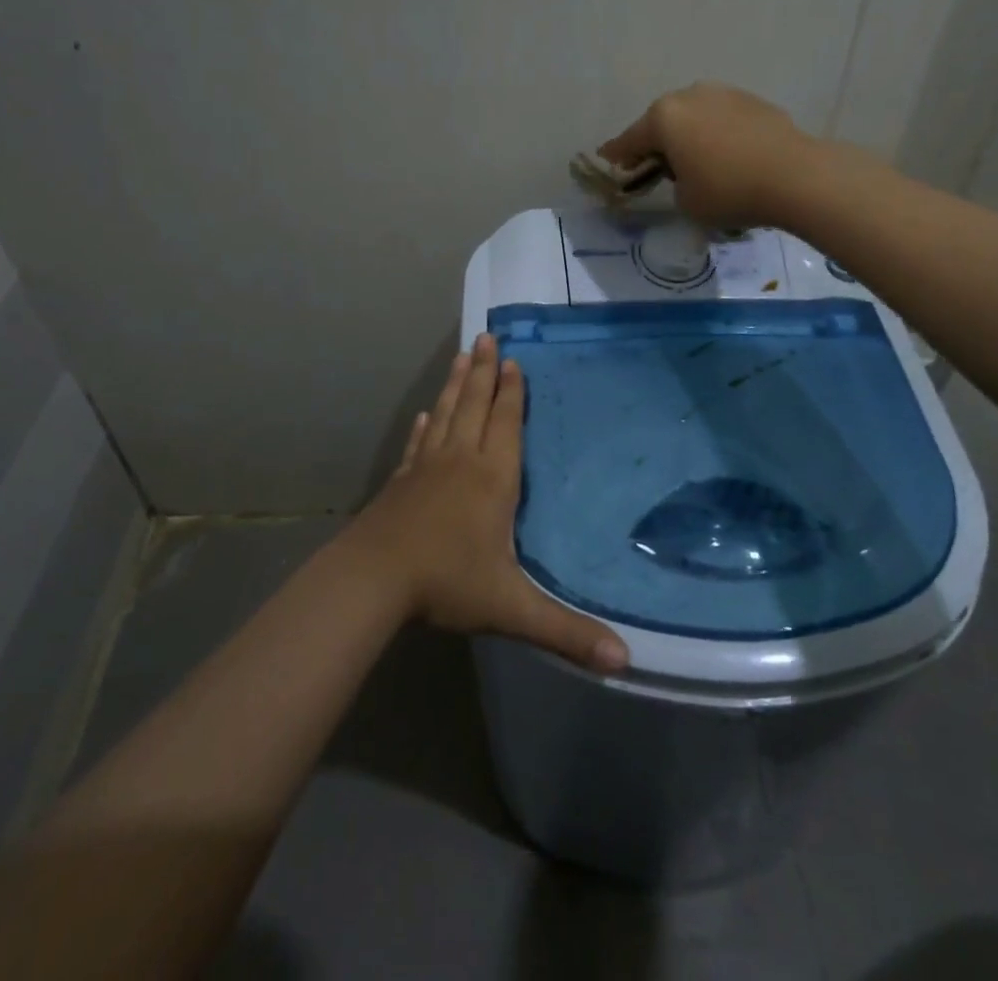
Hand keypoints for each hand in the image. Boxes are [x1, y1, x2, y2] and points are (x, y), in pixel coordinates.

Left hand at [345, 333, 628, 673]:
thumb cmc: (447, 583)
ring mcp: (426, 467)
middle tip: (486, 335)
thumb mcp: (511, 608)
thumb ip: (566, 632)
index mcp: (492, 479)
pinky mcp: (400, 481)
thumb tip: (624, 662)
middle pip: (474, 405)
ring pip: (445, 414)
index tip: (512, 360)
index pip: (505, 423)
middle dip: (483, 371)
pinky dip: (423, 425)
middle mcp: (460, 461)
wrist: (373, 578)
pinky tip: (424, 414)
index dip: (511, 392)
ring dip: (454, 385)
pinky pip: (417, 443)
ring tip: (460, 356)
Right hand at [599, 82, 816, 228]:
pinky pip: (723, 119)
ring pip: (695, 117)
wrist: (796, 176)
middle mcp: (690, 96)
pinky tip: (728, 156)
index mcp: (664, 117)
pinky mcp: (754, 101)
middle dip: (657, 142)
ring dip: (690, 136)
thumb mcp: (686, 201)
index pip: (630, 140)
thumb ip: (675, 183)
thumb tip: (688, 173)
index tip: (607, 158)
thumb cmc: (728, 191)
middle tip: (656, 165)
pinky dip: (718, 135)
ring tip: (697, 161)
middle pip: (663, 122)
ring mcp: (725, 94)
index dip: (617, 154)